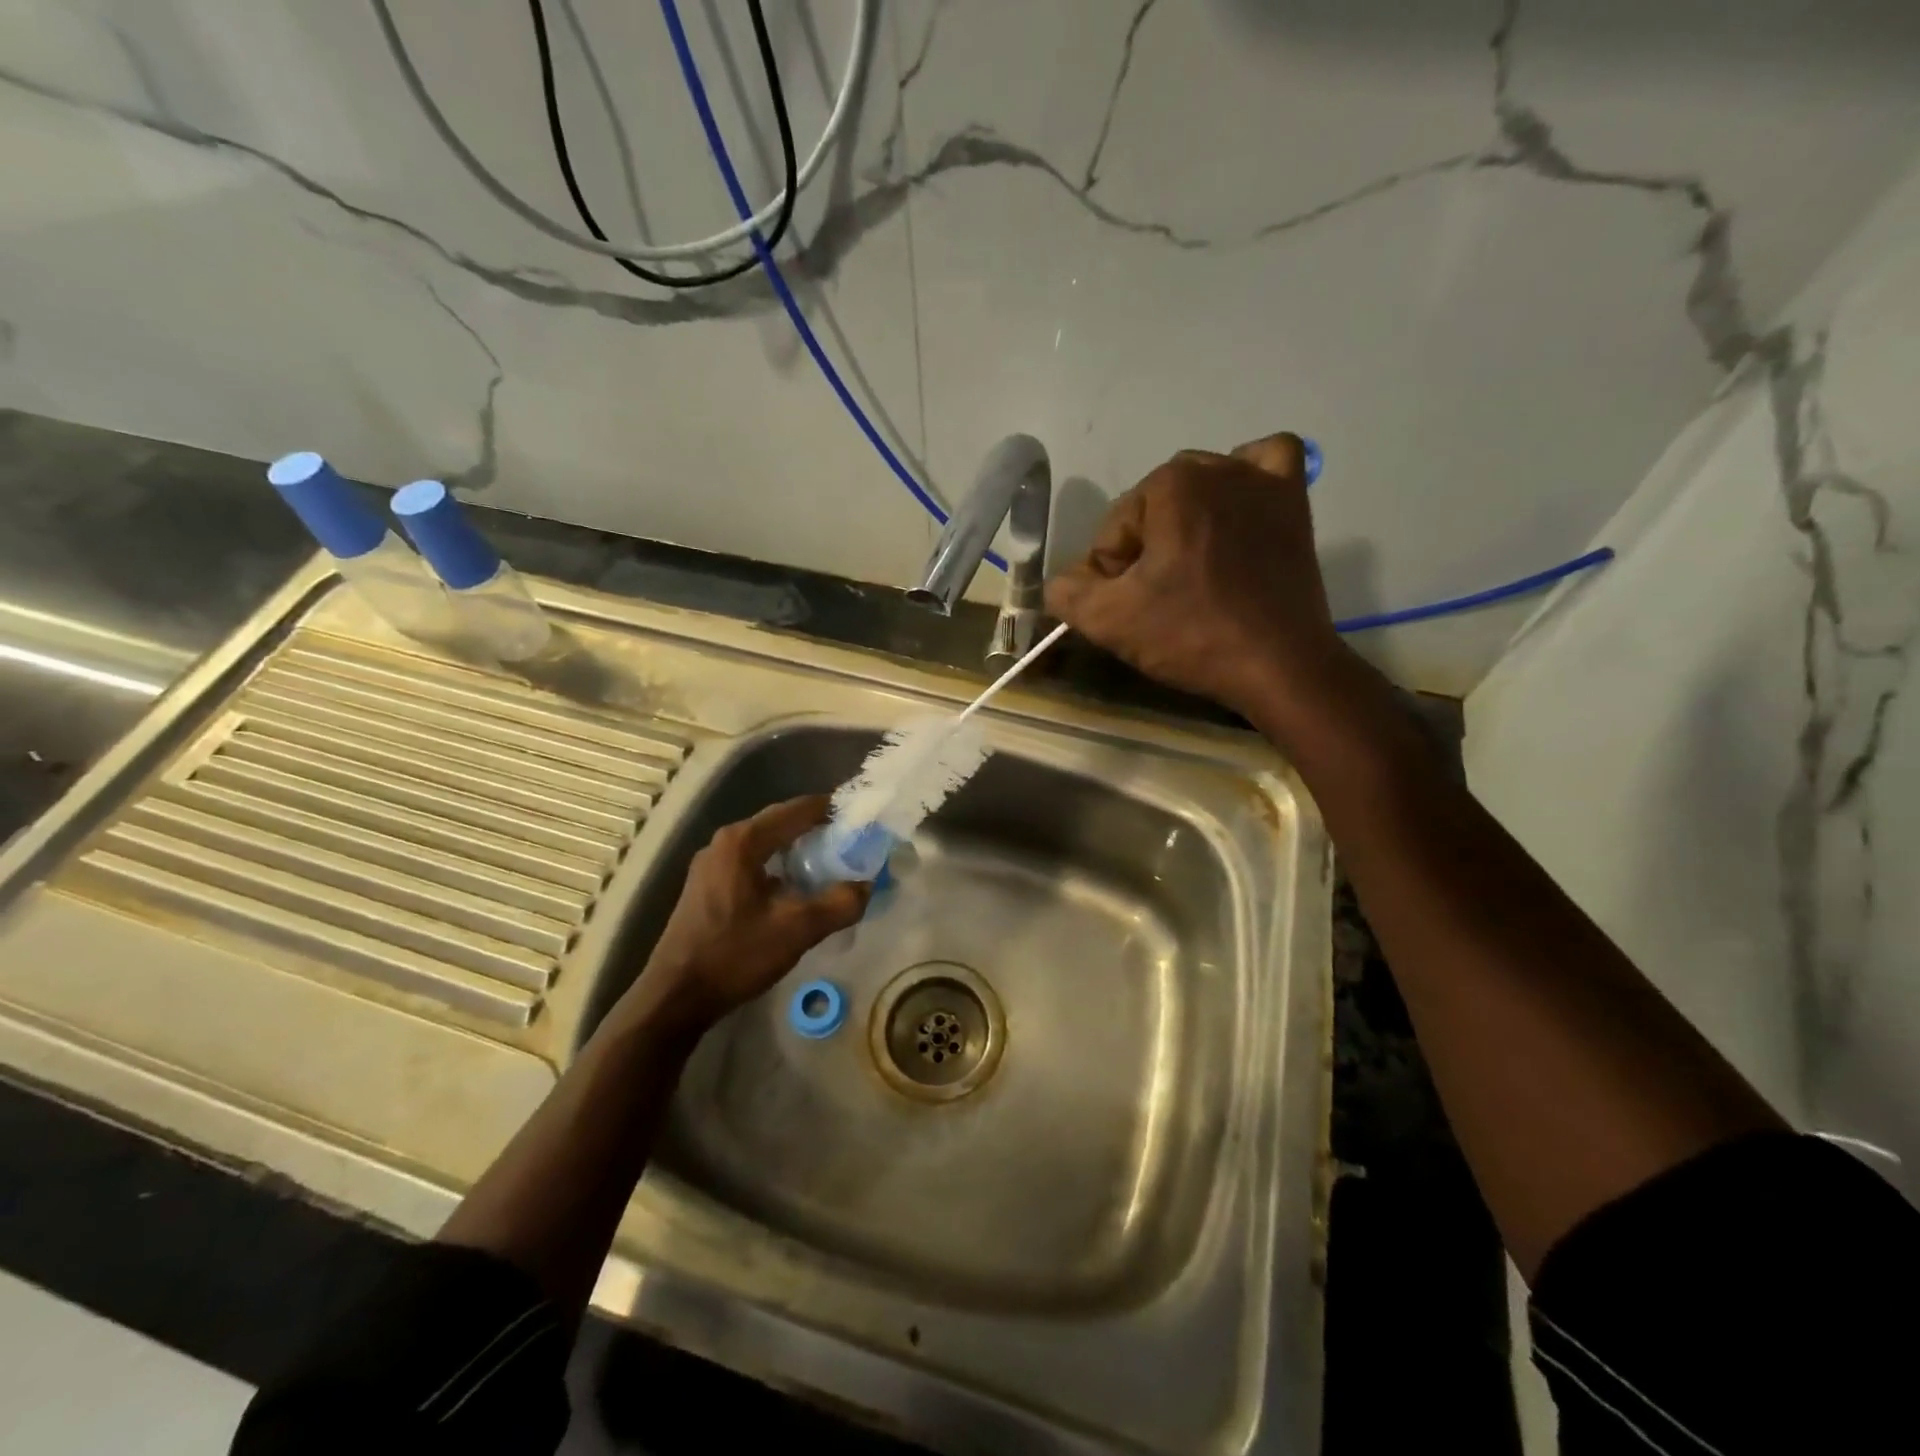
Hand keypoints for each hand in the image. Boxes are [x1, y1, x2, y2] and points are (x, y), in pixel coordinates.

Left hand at [624, 796, 869, 1035]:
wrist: (675, 998)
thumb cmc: (735, 955)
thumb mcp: (797, 930)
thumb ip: (839, 903)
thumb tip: (867, 886)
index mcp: (743, 841)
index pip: (797, 810)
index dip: (832, 809)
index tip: (862, 815)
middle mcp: (724, 843)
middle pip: (780, 822)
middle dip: (817, 828)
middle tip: (853, 838)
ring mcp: (712, 864)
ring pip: (766, 844)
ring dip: (798, 848)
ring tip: (833, 860)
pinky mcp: (707, 886)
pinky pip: (753, 862)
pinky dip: (779, 866)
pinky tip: (798, 886)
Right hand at [1046, 433, 1356, 727]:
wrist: (1279, 666)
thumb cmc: (1192, 636)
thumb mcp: (1109, 621)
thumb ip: (1067, 593)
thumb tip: (1062, 582)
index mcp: (1170, 485)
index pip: (1113, 528)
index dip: (1110, 573)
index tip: (1128, 608)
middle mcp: (1217, 468)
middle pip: (1152, 507)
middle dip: (1145, 547)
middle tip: (1157, 596)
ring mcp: (1263, 481)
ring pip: (1200, 486)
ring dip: (1185, 519)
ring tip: (1192, 567)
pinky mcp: (1295, 502)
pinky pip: (1267, 463)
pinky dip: (1247, 480)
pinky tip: (1237, 511)